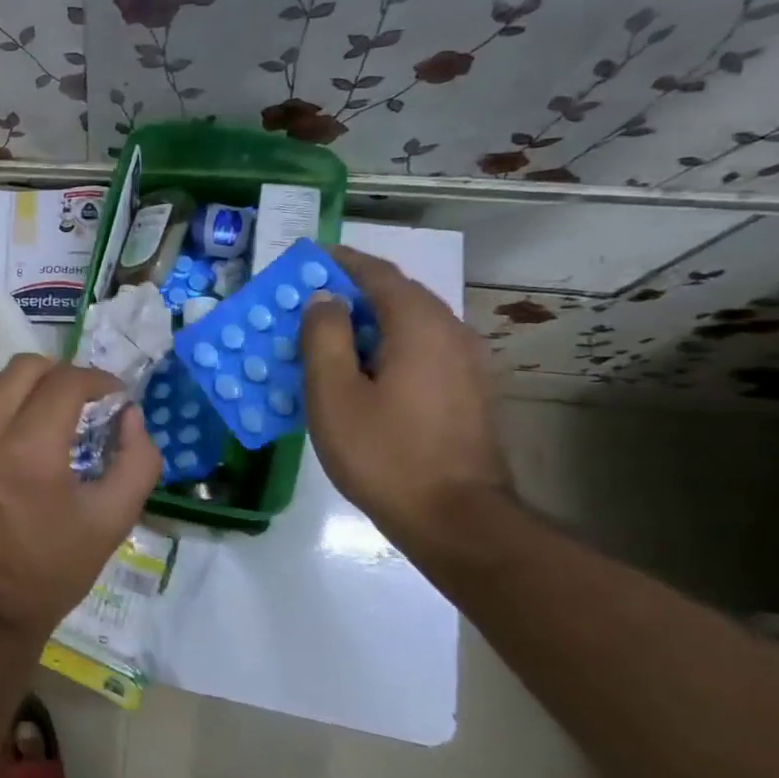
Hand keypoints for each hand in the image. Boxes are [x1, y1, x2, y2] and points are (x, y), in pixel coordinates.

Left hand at [0, 355, 160, 639]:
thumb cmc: (51, 570)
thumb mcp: (112, 522)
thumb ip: (137, 461)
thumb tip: (130, 414)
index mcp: (29, 452)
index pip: (66, 382)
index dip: (98, 380)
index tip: (113, 397)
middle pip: (24, 368)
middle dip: (61, 376)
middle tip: (80, 403)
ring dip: (24, 389)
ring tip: (42, 417)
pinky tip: (7, 445)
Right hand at [300, 246, 512, 549]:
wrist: (457, 520)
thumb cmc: (384, 453)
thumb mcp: (333, 394)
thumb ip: (324, 337)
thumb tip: (325, 298)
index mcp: (419, 326)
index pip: (378, 274)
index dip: (341, 261)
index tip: (309, 257)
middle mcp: (451, 333)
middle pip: (399, 296)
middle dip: (353, 291)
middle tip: (310, 302)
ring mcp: (467, 365)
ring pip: (412, 325)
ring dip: (371, 321)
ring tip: (331, 337)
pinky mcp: (468, 393)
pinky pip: (422, 351)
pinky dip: (389, 346)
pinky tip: (364, 373)